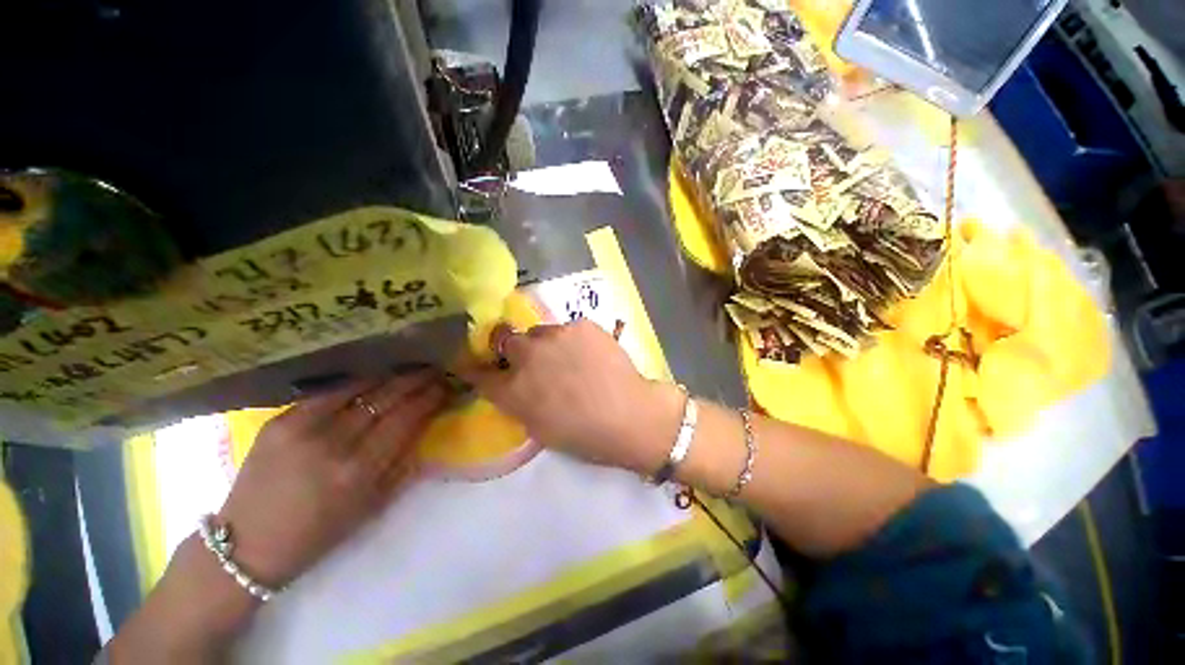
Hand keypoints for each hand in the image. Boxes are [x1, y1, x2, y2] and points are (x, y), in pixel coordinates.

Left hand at [219, 370, 447, 586]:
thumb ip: (401, 462)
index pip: (406, 419)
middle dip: (416, 381)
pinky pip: (328, 392)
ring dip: (390, 377)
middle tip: (434, 371)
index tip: (445, 387)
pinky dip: (355, 383)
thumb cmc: (318, 534)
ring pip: (359, 389)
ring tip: (409, 369)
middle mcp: (334, 444)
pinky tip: (373, 377)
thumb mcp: (371, 505)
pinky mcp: (280, 421)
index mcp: (360, 471)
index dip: (429, 399)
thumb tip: (423, 425)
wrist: (247, 544)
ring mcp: (303, 429)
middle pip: (386, 399)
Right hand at [464, 320, 683, 473]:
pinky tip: (590, 354)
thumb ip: (518, 401)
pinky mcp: (581, 325)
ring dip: (545, 344)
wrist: (630, 415)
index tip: (482, 365)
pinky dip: (572, 340)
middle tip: (533, 360)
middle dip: (513, 350)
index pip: (479, 372)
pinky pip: (568, 329)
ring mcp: (555, 336)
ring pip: (539, 332)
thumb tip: (512, 384)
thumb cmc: (584, 435)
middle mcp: (527, 356)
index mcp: (513, 390)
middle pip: (505, 340)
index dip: (477, 367)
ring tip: (568, 358)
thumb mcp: (539, 428)